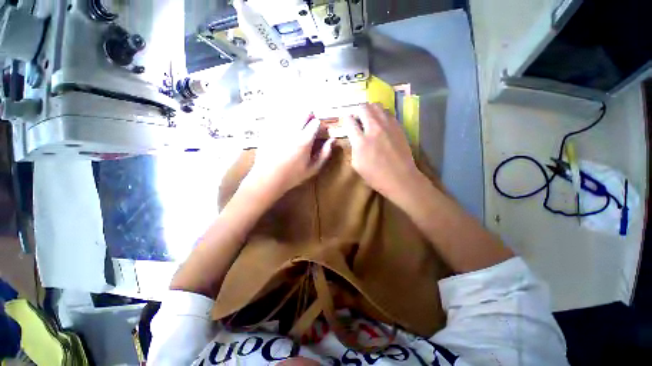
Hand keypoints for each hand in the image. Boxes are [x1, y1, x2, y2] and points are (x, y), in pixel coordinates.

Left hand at [244, 116, 334, 197]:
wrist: (267, 178)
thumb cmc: (292, 175)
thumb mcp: (312, 168)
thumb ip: (324, 154)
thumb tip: (333, 140)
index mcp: (304, 140)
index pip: (316, 122)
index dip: (320, 126)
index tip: (319, 132)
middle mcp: (292, 130)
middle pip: (304, 112)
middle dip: (310, 117)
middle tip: (309, 127)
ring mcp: (279, 128)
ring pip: (292, 112)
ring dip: (298, 116)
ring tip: (298, 127)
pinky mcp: (269, 129)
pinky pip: (279, 116)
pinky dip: (285, 118)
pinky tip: (285, 128)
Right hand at [343, 103, 421, 200]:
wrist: (401, 178)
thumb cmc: (376, 176)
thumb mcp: (357, 165)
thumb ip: (353, 148)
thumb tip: (354, 138)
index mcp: (361, 141)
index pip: (349, 121)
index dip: (346, 120)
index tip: (347, 123)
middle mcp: (374, 129)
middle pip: (362, 108)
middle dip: (356, 111)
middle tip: (356, 118)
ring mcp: (388, 126)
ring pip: (376, 106)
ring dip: (369, 109)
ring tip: (368, 118)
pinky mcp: (398, 126)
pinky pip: (387, 112)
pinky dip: (381, 114)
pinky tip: (380, 122)